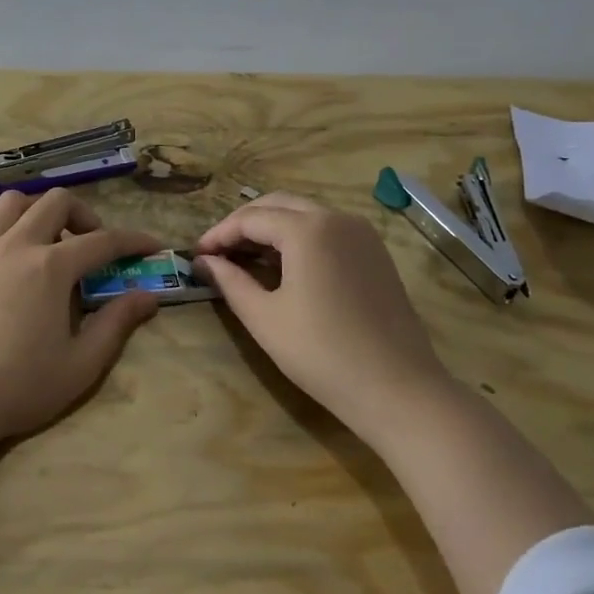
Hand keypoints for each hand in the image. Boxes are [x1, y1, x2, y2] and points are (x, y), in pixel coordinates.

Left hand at [0, 188, 163, 451]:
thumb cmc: (17, 388)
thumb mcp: (81, 365)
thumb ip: (116, 324)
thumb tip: (147, 297)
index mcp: (52, 267)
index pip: (103, 240)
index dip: (133, 240)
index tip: (150, 246)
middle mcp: (15, 246)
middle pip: (55, 202)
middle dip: (83, 215)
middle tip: (90, 246)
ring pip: (9, 204)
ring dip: (34, 213)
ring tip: (42, 242)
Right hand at [194, 193, 455, 434]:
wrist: (397, 388)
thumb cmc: (321, 353)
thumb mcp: (264, 317)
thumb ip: (230, 281)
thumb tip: (205, 261)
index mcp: (308, 229)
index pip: (250, 218)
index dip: (218, 234)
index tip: (195, 255)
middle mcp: (337, 218)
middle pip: (278, 205)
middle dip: (243, 223)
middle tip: (217, 251)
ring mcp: (362, 234)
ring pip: (305, 214)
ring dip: (271, 227)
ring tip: (244, 257)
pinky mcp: (375, 253)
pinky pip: (327, 230)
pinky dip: (298, 237)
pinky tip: (283, 265)